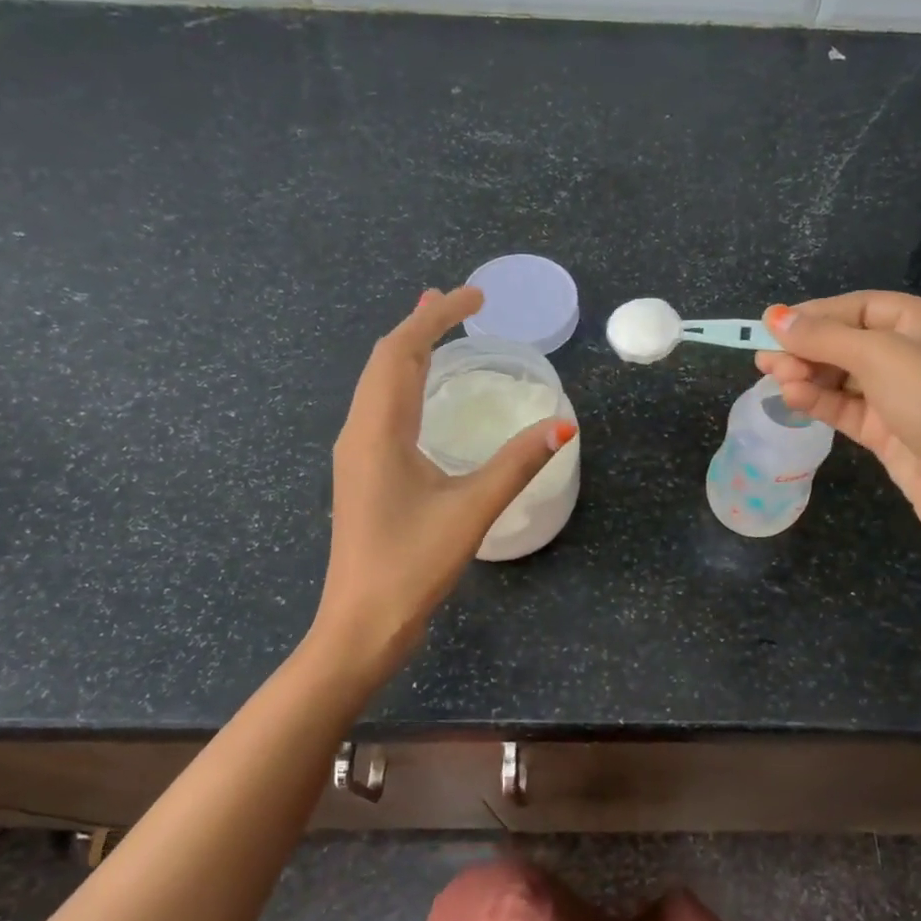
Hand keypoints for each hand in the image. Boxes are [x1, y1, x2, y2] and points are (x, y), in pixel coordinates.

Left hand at [312, 286, 574, 676]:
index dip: (438, 316)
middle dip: (422, 323)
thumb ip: (516, 464)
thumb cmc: (411, 566)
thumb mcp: (471, 510)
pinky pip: (381, 406)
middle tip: (461, 301)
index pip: (402, 351)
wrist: (360, 625)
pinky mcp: (363, 472)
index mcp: (379, 430)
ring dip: (409, 350)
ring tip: (440, 328)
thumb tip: (563, 426)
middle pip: (385, 359)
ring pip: (378, 383)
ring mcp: (357, 453)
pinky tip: (424, 394)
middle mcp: (360, 431)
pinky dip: (405, 381)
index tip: (476, 295)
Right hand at [756, 292, 920, 537]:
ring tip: (775, 379)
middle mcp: (916, 354)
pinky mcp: (890, 432)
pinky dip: (819, 401)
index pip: (861, 307)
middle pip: (849, 342)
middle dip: (807, 349)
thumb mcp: (881, 357)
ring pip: (844, 377)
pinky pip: (846, 408)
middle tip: (765, 360)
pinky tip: (793, 398)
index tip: (772, 324)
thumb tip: (773, 317)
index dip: (816, 314)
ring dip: (808, 376)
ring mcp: (902, 396)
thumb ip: (824, 337)